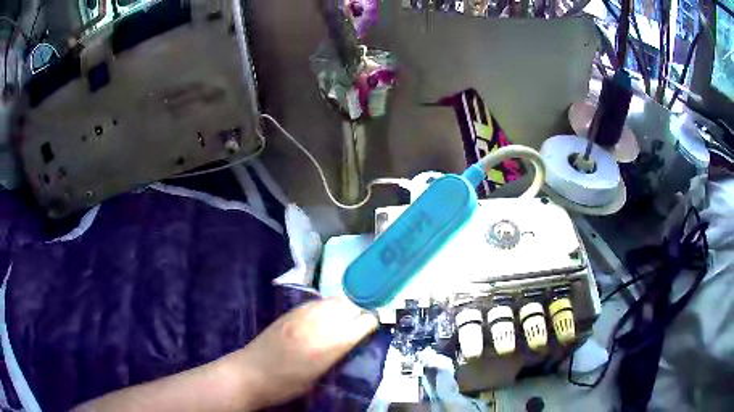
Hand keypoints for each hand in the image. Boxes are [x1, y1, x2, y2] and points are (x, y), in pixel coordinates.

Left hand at [233, 297, 378, 409]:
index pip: (362, 323)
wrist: (250, 373)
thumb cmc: (286, 385)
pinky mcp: (290, 312)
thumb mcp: (319, 377)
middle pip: (349, 306)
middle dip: (358, 313)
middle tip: (359, 324)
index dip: (371, 324)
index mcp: (329, 345)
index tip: (372, 328)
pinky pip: (316, 302)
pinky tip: (323, 316)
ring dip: (343, 307)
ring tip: (343, 318)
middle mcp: (319, 324)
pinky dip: (326, 306)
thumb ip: (337, 355)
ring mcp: (302, 315)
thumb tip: (350, 341)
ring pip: (333, 300)